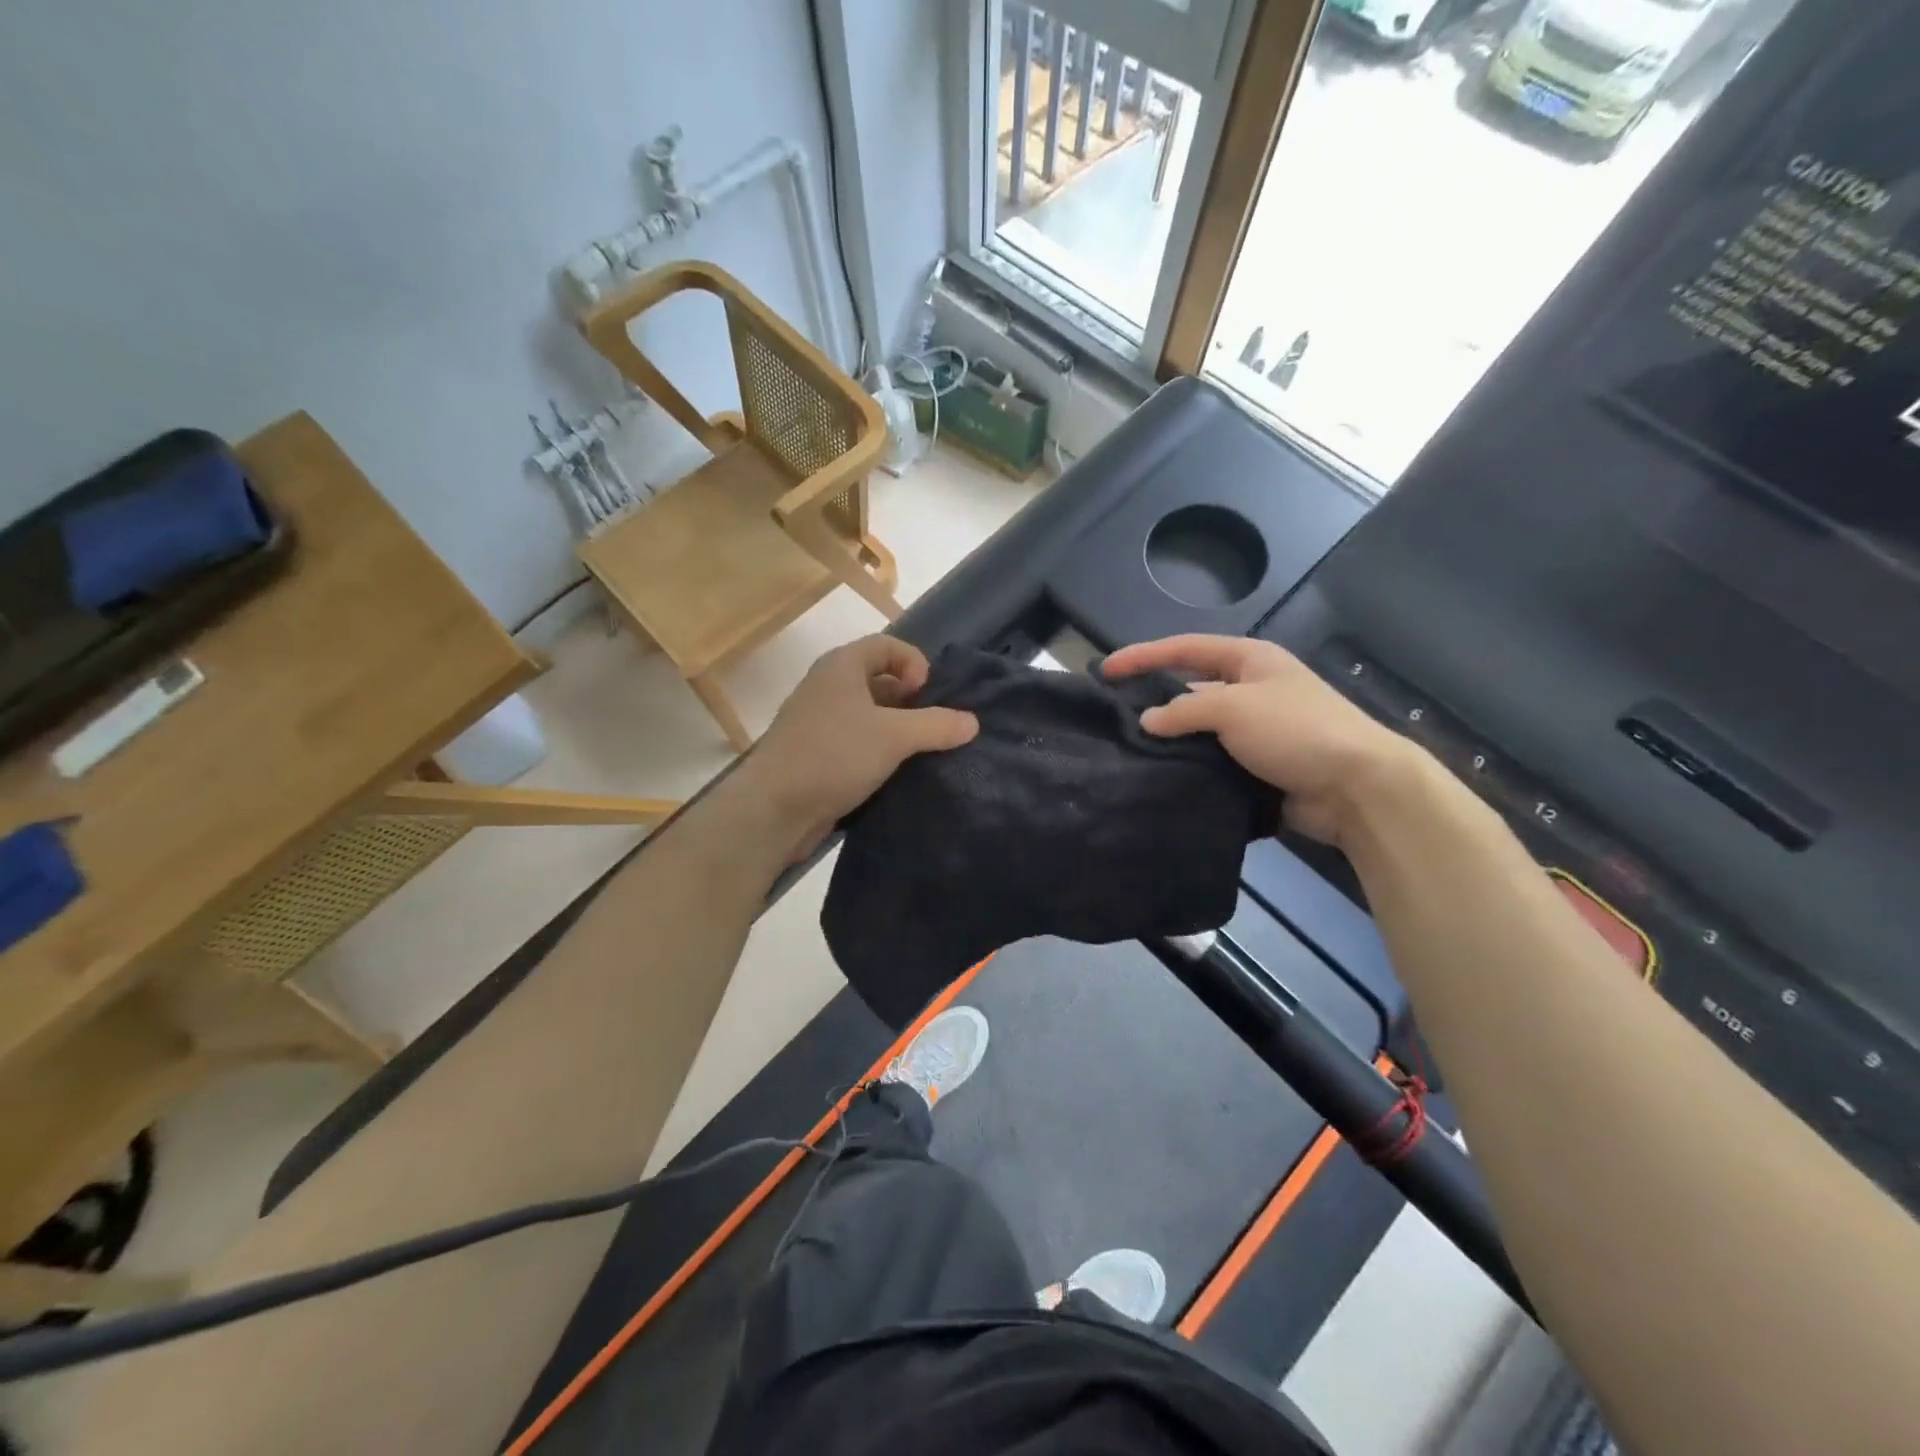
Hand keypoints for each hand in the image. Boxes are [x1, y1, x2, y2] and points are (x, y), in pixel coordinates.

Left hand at [744, 635, 977, 859]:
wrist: (773, 809)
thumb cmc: (833, 755)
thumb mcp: (894, 736)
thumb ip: (936, 725)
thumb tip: (972, 722)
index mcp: (841, 666)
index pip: (887, 645)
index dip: (914, 662)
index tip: (929, 695)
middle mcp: (828, 687)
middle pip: (879, 679)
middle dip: (911, 700)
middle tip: (934, 727)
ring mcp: (819, 723)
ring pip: (869, 716)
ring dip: (897, 730)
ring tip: (922, 753)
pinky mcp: (817, 756)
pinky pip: (856, 743)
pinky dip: (879, 752)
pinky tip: (897, 774)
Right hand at [1103, 634, 1413, 846]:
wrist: (1356, 787)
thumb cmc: (1296, 731)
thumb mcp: (1234, 708)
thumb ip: (1185, 709)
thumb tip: (1148, 721)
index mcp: (1249, 660)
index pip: (1184, 648)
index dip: (1143, 656)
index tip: (1105, 670)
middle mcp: (1250, 689)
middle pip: (1189, 687)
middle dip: (1153, 699)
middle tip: (1113, 716)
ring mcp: (1254, 729)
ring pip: (1198, 728)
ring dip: (1170, 738)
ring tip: (1128, 751)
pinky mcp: (1256, 765)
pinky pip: (1211, 759)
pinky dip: (1188, 765)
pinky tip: (1160, 775)